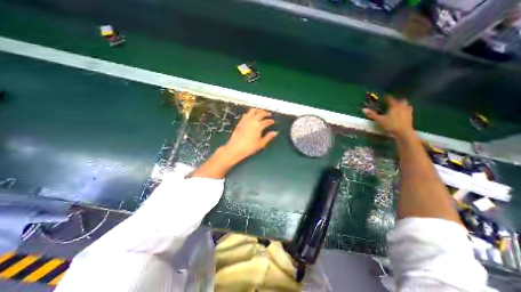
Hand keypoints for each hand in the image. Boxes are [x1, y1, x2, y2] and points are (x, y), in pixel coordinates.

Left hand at [221, 108, 277, 164]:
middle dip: (266, 113)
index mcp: (258, 125)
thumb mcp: (261, 143)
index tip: (273, 122)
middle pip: (260, 113)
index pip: (267, 121)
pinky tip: (252, 116)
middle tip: (269, 114)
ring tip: (261, 112)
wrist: (235, 148)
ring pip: (253, 111)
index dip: (271, 121)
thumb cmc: (249, 147)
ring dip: (258, 110)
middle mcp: (252, 120)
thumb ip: (268, 137)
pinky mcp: (240, 121)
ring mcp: (245, 120)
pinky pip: (246, 114)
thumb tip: (275, 132)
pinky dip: (251, 113)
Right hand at [363, 95, 412, 138]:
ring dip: (402, 104)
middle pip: (400, 100)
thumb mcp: (379, 120)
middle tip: (391, 102)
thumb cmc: (390, 125)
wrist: (403, 132)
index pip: (390, 99)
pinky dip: (406, 109)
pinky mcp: (410, 116)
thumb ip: (372, 114)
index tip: (383, 97)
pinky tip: (403, 112)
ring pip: (406, 104)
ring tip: (397, 107)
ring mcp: (407, 111)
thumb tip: (363, 109)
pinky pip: (409, 110)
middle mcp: (402, 106)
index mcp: (394, 106)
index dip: (386, 97)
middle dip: (396, 100)